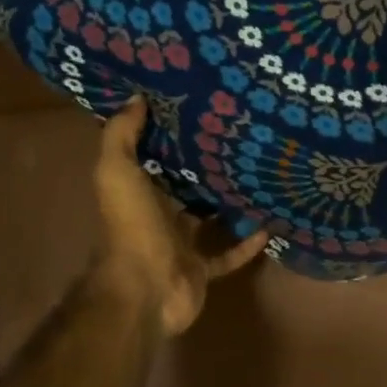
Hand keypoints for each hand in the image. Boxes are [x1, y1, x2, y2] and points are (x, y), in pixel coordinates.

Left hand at [91, 98, 268, 337]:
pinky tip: (269, 226)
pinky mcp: (202, 270)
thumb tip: (136, 97)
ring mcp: (181, 246)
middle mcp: (158, 218)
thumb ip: (122, 135)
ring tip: (258, 179)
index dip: (169, 138)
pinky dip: (246, 244)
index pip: (153, 160)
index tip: (196, 113)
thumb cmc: (132, 226)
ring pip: (208, 222)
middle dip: (205, 171)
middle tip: (238, 143)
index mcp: (138, 193)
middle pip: (184, 190)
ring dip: (229, 207)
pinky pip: (228, 255)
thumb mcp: (118, 172)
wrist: (146, 289)